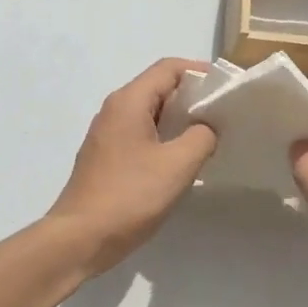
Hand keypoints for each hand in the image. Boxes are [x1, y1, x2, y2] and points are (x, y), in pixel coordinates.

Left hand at [44, 58, 217, 275]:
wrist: (80, 238)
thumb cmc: (129, 196)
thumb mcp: (177, 165)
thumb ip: (201, 137)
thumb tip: (206, 128)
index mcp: (128, 102)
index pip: (168, 68)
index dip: (200, 72)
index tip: (227, 89)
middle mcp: (114, 110)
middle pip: (158, 88)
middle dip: (192, 97)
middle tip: (223, 115)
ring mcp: (106, 135)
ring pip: (149, 114)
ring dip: (178, 121)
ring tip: (208, 138)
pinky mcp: (106, 158)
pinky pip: (140, 135)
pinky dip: (164, 138)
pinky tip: (181, 162)